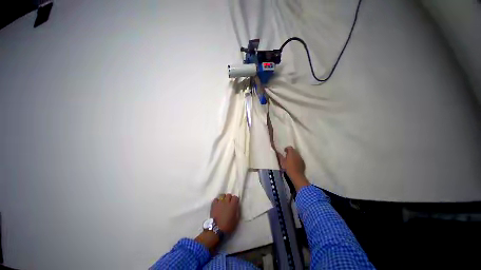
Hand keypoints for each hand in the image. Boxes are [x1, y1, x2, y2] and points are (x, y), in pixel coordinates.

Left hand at [210, 194, 239, 233]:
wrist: (216, 229)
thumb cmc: (228, 226)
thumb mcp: (236, 220)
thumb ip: (237, 211)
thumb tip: (236, 207)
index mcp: (233, 205)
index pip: (235, 197)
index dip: (236, 200)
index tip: (235, 203)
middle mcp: (226, 201)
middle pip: (229, 195)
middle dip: (230, 198)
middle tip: (229, 202)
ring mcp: (219, 202)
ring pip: (222, 195)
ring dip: (223, 198)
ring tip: (223, 202)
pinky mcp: (214, 205)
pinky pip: (216, 199)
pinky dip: (217, 201)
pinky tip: (217, 204)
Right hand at [278, 146, 309, 190]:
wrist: (297, 175)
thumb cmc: (288, 168)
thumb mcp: (282, 162)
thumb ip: (280, 156)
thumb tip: (277, 152)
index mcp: (291, 153)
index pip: (289, 147)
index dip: (286, 149)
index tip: (284, 152)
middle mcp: (297, 154)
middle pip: (293, 150)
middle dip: (290, 152)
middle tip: (286, 156)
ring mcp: (301, 158)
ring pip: (296, 154)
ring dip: (293, 156)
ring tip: (290, 160)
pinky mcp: (303, 162)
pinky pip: (299, 159)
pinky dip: (296, 160)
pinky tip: (294, 164)